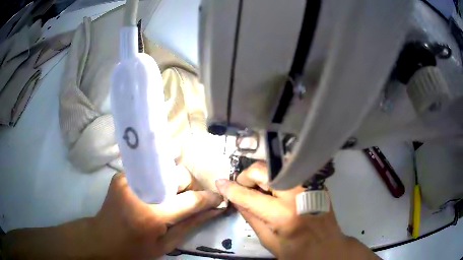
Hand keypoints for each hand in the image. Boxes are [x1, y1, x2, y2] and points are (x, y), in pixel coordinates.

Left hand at [92, 166, 222, 258]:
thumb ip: (190, 225)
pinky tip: (155, 193)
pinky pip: (149, 170)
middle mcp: (141, 191)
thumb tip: (214, 211)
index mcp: (152, 214)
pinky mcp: (121, 174)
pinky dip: (158, 180)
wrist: (102, 238)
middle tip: (189, 201)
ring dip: (175, 182)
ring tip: (172, 197)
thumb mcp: (165, 245)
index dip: (209, 198)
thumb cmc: (135, 249)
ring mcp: (128, 178)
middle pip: (179, 174)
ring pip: (165, 168)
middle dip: (190, 186)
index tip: (219, 199)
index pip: (190, 200)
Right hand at [215, 162, 377, 259]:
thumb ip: (251, 218)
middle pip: (263, 170)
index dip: (231, 189)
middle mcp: (297, 193)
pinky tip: (276, 189)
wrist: (328, 248)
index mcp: (283, 215)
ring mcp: (309, 183)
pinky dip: (277, 175)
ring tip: (260, 189)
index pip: (249, 196)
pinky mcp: (315, 181)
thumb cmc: (298, 251)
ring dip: (263, 175)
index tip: (220, 183)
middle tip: (244, 188)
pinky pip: (289, 170)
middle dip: (248, 177)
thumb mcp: (269, 241)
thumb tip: (236, 200)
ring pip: (276, 165)